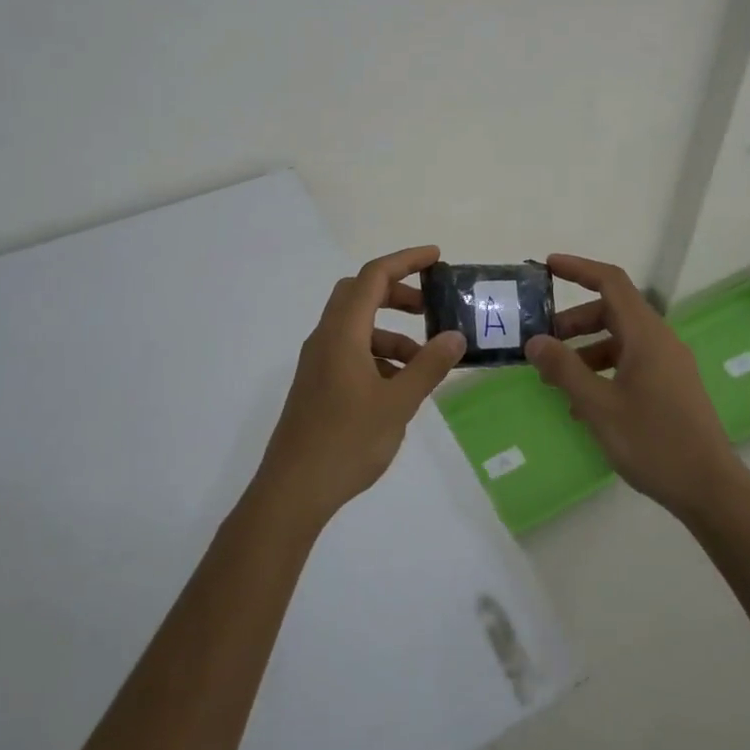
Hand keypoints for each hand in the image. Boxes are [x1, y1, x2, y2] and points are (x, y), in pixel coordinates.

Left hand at [256, 245, 467, 528]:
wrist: (293, 490)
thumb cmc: (347, 441)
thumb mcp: (398, 403)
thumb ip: (428, 366)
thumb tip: (455, 336)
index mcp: (342, 333)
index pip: (373, 277)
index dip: (406, 261)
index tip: (436, 258)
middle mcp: (325, 338)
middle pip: (360, 295)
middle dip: (397, 294)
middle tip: (430, 309)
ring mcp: (318, 362)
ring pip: (357, 327)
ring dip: (391, 333)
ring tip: (423, 363)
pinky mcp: (317, 385)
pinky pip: (350, 353)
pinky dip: (378, 356)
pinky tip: (399, 387)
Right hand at [526, 254, 741, 520]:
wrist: (710, 488)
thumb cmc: (653, 442)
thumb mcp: (599, 406)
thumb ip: (564, 369)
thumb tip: (534, 340)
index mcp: (646, 335)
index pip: (612, 282)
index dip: (579, 269)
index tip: (548, 266)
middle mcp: (660, 341)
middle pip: (612, 312)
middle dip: (574, 321)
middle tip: (541, 341)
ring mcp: (669, 364)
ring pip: (620, 340)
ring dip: (585, 350)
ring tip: (555, 379)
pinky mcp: (671, 387)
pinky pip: (631, 363)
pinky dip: (603, 370)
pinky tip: (582, 404)